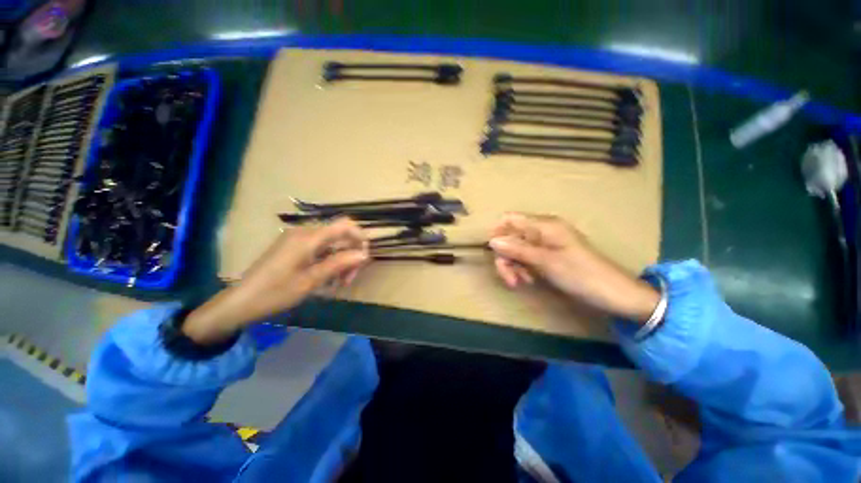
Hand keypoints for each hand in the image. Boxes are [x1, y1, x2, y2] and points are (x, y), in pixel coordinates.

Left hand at [182, 218, 368, 343]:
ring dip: (341, 261)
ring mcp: (298, 239)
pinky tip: (327, 279)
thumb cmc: (275, 292)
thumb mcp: (311, 280)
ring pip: (332, 244)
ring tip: (339, 283)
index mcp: (308, 237)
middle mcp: (305, 232)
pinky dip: (329, 262)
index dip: (360, 237)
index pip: (345, 225)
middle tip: (349, 279)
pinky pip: (320, 249)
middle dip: (350, 255)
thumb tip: (364, 254)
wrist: (240, 302)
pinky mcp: (294, 247)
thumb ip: (339, 264)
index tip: (364, 258)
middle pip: (340, 235)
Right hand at [488, 213, 658, 322]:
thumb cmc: (581, 274)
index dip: (498, 233)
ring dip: (513, 265)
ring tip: (521, 282)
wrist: (615, 294)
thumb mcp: (546, 261)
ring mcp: (545, 244)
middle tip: (510, 278)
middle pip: (511, 237)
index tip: (495, 253)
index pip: (510, 219)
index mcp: (544, 225)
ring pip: (517, 250)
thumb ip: (517, 250)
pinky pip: (527, 258)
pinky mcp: (548, 257)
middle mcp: (542, 231)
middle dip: (506, 257)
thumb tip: (492, 241)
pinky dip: (523, 269)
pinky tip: (529, 281)